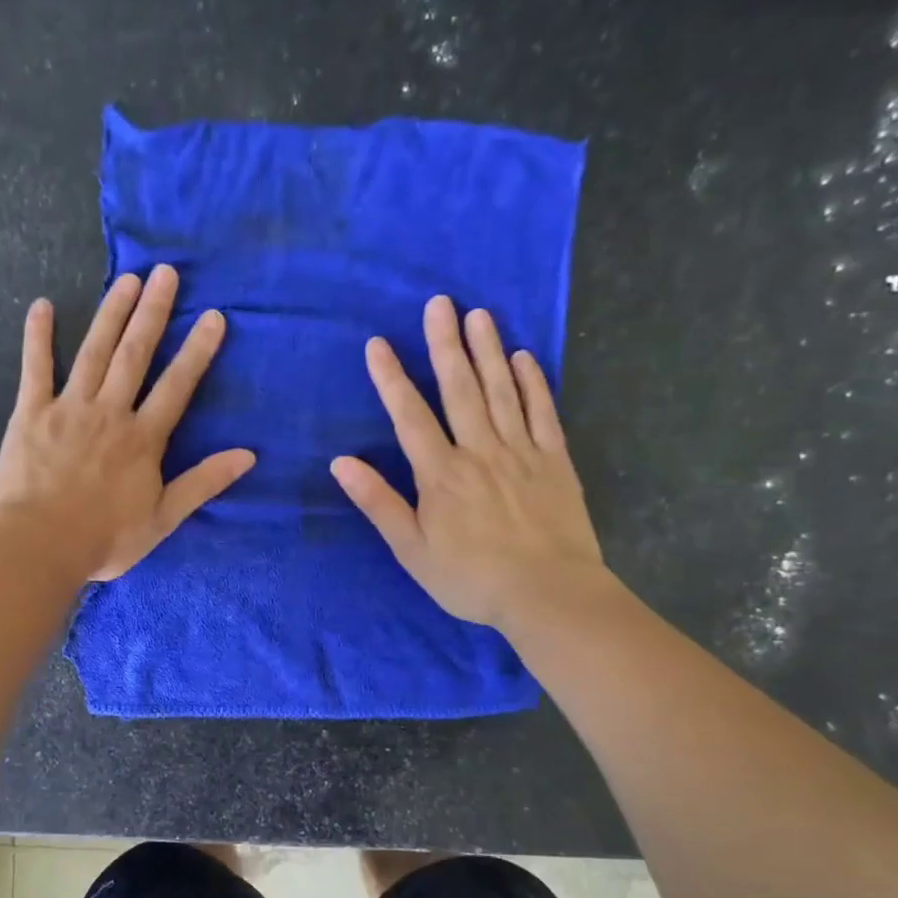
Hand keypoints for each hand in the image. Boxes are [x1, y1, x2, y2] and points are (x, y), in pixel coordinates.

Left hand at [0, 264, 255, 581]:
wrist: (40, 546)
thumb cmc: (105, 538)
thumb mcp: (163, 518)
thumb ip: (203, 483)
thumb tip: (248, 456)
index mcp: (143, 438)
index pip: (177, 386)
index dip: (197, 350)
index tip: (213, 317)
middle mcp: (110, 412)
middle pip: (135, 354)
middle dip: (153, 312)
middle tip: (166, 273)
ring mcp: (68, 408)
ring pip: (94, 351)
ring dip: (112, 313)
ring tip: (128, 279)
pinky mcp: (31, 413)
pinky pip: (35, 368)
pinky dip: (38, 336)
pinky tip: (41, 305)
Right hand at [330, 296, 605, 633]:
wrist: (548, 595)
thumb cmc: (471, 579)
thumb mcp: (412, 550)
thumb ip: (378, 503)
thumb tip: (341, 463)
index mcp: (440, 474)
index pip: (410, 416)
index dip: (392, 378)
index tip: (378, 344)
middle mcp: (479, 451)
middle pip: (459, 389)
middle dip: (445, 345)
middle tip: (439, 303)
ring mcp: (521, 452)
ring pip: (501, 391)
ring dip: (488, 350)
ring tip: (479, 314)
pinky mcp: (555, 461)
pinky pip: (543, 412)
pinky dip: (533, 383)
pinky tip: (524, 358)